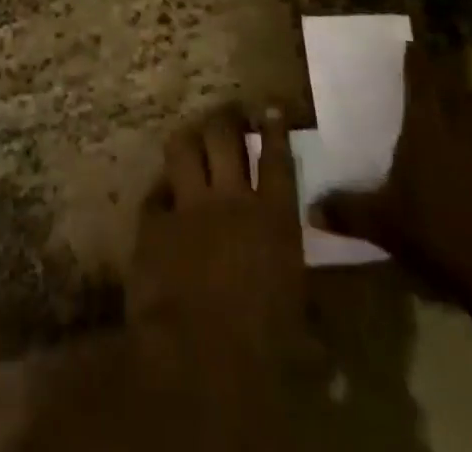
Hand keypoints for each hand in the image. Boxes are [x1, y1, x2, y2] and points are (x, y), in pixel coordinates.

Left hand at [125, 106, 316, 439]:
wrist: (197, 364)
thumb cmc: (264, 356)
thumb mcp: (302, 335)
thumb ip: (309, 316)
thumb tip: (319, 332)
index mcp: (275, 220)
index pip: (277, 159)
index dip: (274, 128)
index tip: (271, 108)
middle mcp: (231, 200)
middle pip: (225, 136)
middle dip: (227, 117)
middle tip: (229, 113)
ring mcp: (188, 207)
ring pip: (183, 147)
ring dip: (190, 137)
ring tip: (193, 134)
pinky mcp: (152, 223)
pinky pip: (155, 193)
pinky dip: (161, 192)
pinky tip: (163, 195)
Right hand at [313, 47, 471, 313]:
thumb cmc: (438, 233)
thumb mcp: (382, 224)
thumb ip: (347, 212)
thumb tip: (310, 210)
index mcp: (429, 129)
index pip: (422, 81)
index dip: (416, 61)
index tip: (412, 46)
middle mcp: (468, 135)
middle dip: (463, 94)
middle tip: (448, 100)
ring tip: (469, 147)